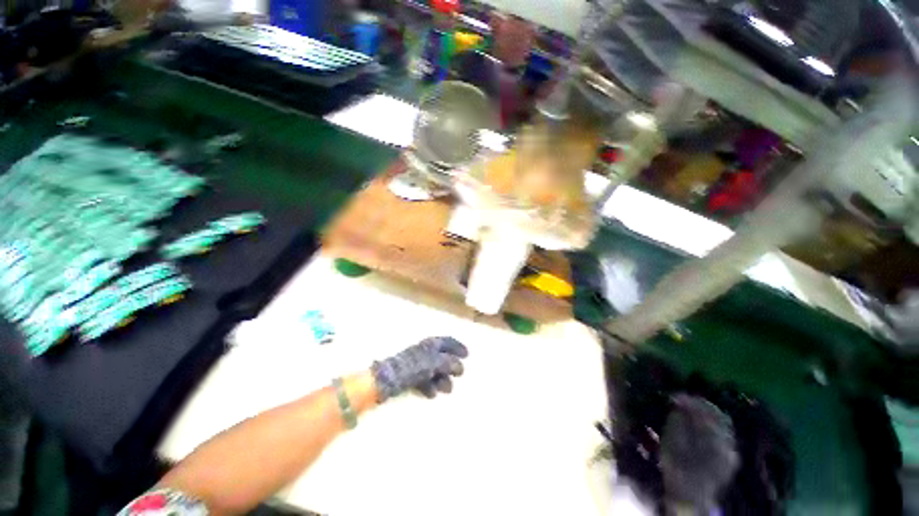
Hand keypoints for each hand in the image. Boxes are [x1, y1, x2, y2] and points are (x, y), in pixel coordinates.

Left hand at [372, 337, 467, 401]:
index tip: (467, 355)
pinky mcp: (409, 376)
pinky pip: (424, 379)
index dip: (457, 347)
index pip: (447, 341)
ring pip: (434, 369)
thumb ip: (448, 363)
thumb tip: (460, 366)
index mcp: (430, 344)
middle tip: (460, 375)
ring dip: (442, 379)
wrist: (386, 380)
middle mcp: (424, 351)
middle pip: (441, 357)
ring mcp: (416, 364)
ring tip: (446, 390)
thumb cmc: (412, 367)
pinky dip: (430, 385)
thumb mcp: (433, 363)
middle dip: (451, 367)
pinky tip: (432, 394)